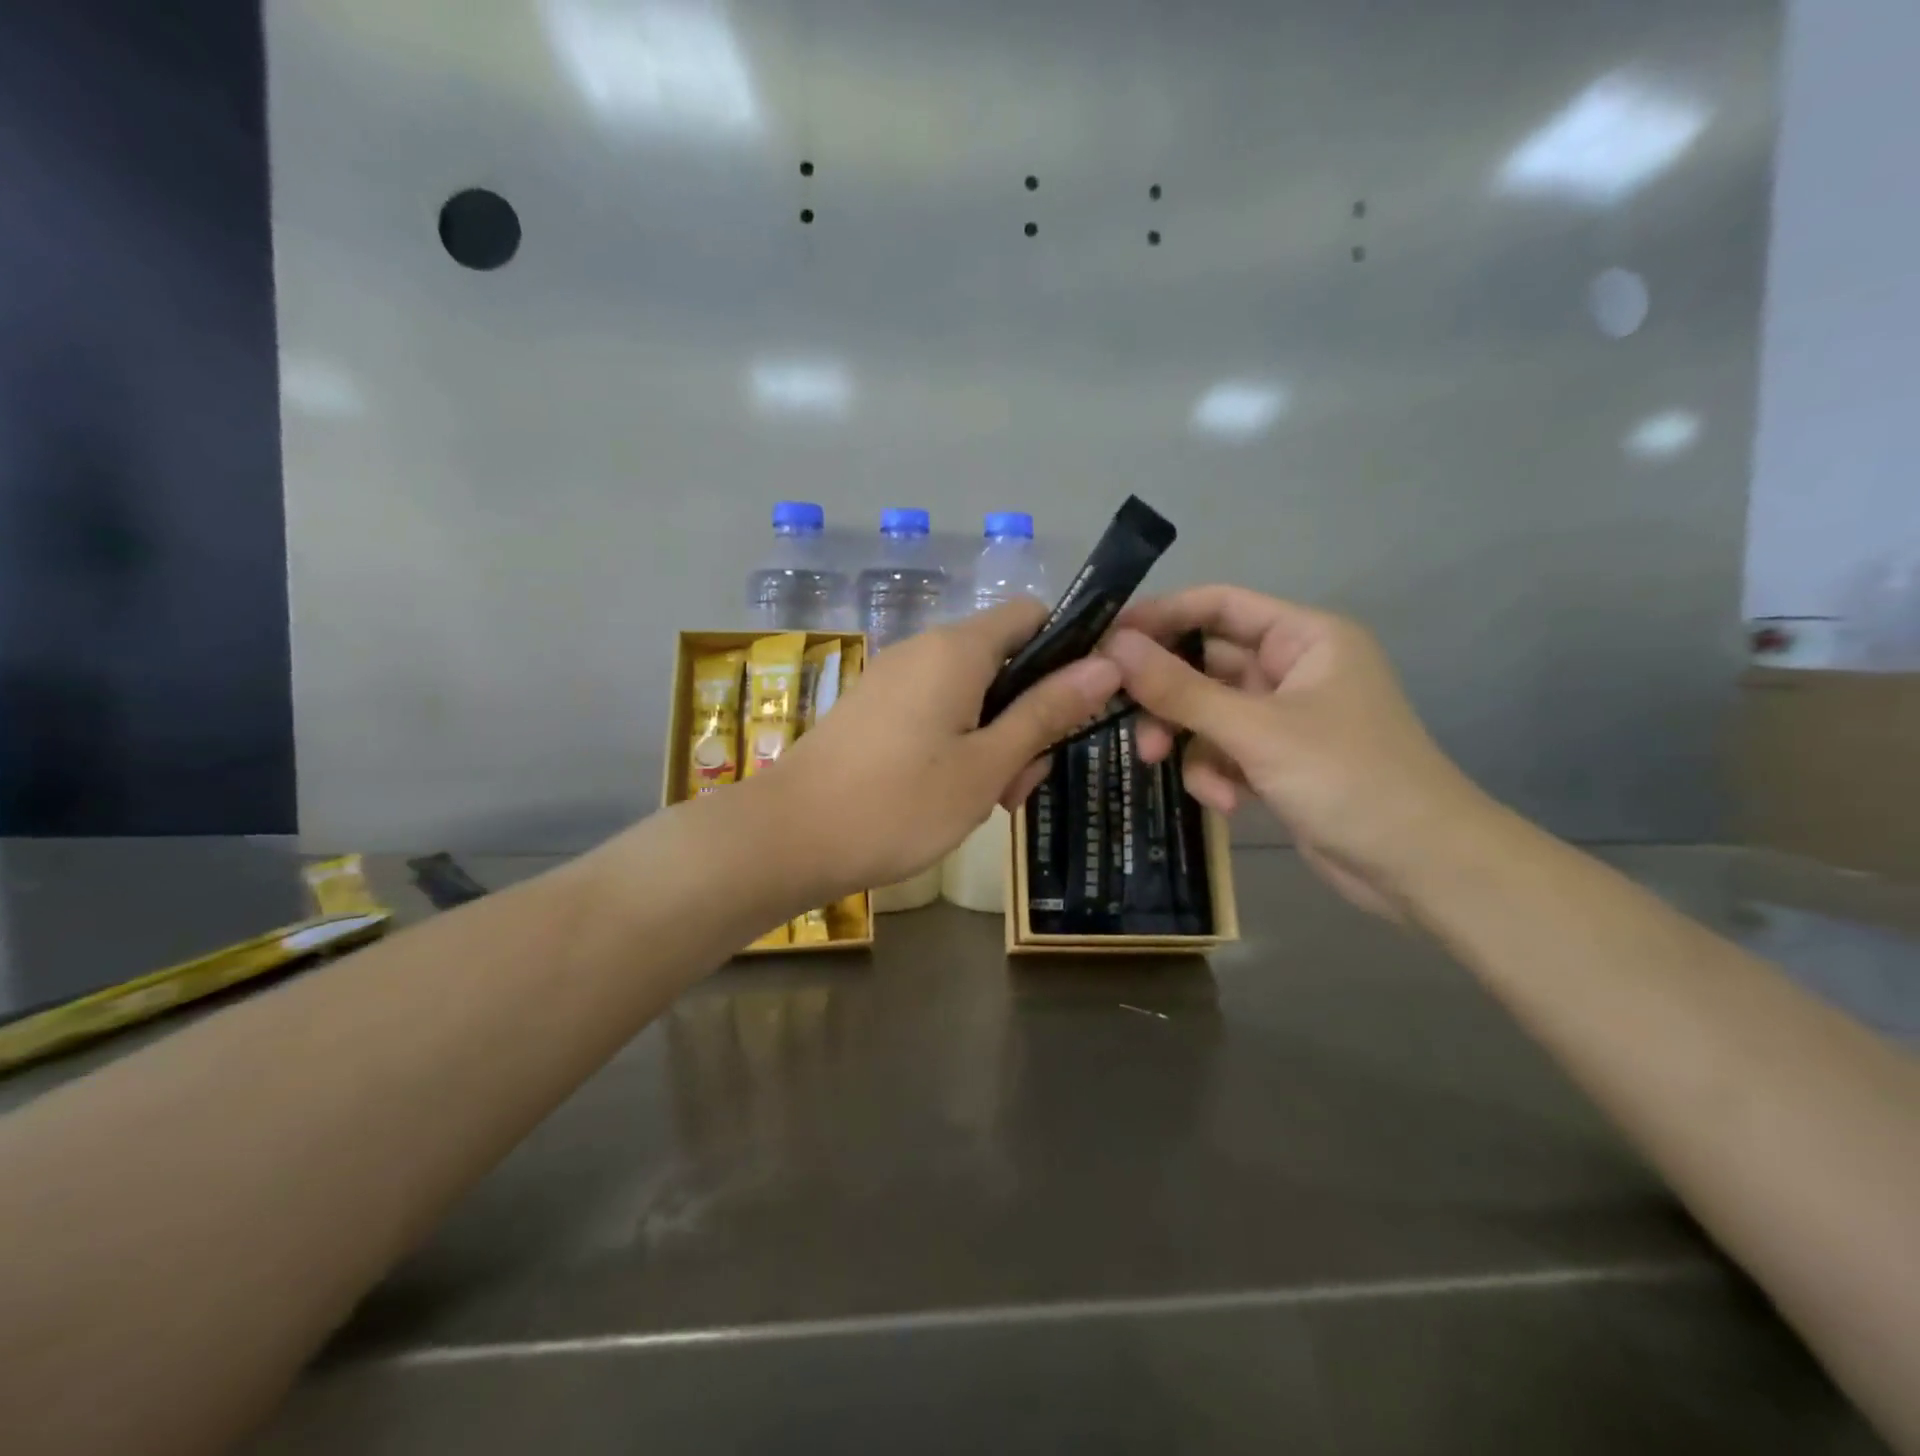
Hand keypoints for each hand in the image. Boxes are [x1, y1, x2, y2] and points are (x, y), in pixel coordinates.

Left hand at [769, 600, 1120, 897]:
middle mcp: (924, 650)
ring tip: (986, 803)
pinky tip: (950, 797)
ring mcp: (894, 681)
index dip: (1068, 651)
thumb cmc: (899, 803)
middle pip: (1005, 663)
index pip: (1033, 616)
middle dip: (1029, 716)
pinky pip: (936, 714)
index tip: (1080, 707)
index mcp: (958, 649)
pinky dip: (958, 747)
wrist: (788, 838)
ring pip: (972, 696)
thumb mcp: (987, 764)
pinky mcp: (874, 712)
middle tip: (1021, 783)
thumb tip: (1107, 665)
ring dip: (995, 741)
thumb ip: (1047, 712)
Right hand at [1103, 586, 1491, 917]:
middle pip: (1205, 663)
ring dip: (1186, 740)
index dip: (1161, 616)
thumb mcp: (1256, 731)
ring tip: (1165, 765)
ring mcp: (1285, 717)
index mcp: (1304, 637)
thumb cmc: (1348, 779)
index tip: (1107, 639)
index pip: (1219, 605)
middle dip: (1166, 696)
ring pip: (1207, 712)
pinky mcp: (1278, 760)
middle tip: (1120, 716)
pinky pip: (1224, 750)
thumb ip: (1181, 689)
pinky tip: (1227, 803)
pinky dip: (1215, 773)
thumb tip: (1114, 647)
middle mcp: (1293, 668)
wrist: (1420, 867)